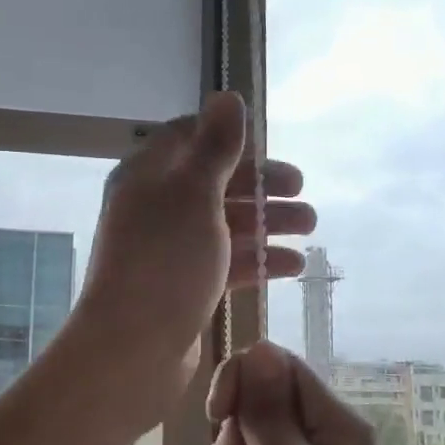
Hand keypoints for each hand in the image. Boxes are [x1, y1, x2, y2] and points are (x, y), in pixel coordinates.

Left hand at [71, 94, 313, 429]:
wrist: (132, 348)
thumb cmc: (165, 261)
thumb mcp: (195, 193)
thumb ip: (215, 146)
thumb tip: (227, 96)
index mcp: (148, 175)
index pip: (191, 140)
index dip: (232, 141)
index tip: (269, 150)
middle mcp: (155, 208)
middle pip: (216, 184)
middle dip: (262, 187)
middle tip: (304, 194)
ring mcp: (169, 251)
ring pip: (225, 225)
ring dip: (268, 224)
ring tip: (311, 229)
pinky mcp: (183, 288)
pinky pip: (225, 263)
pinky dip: (258, 261)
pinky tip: (294, 266)